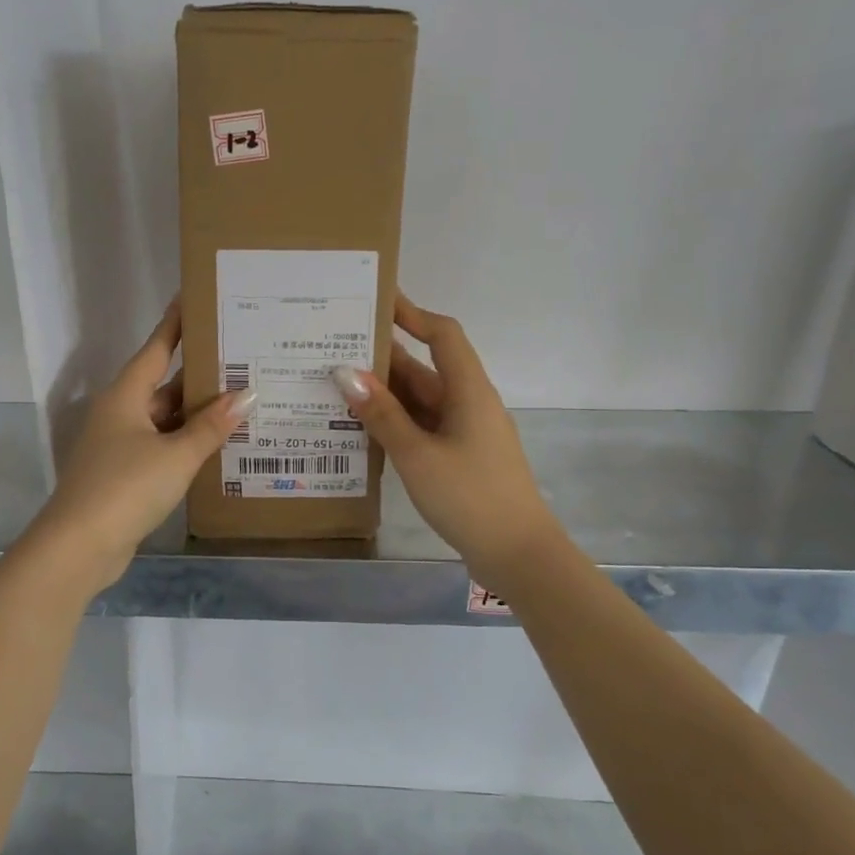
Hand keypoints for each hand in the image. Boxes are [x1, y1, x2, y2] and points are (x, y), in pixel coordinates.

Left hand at [30, 304, 255, 593]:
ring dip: (196, 414)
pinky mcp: (124, 474)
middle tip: (241, 358)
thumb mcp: (176, 455)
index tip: (196, 299)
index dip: (176, 324)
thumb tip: (247, 395)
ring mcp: (120, 445)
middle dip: (199, 374)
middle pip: (164, 385)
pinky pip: (162, 447)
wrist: (79, 546)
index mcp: (126, 396)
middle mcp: (120, 414)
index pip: (156, 348)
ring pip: (165, 419)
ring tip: (241, 400)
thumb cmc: (126, 487)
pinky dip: (187, 443)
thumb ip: (212, 426)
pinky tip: (216, 445)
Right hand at [332, 295, 560, 588]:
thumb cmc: (470, 497)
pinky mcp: (461, 458)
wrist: (518, 554)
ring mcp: (466, 432)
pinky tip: (362, 429)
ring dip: (386, 394)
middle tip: (336, 349)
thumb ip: (381, 414)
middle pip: (425, 368)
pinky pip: (423, 428)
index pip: (442, 335)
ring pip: (421, 401)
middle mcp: (469, 404)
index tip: (377, 300)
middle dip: (384, 357)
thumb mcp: (418, 455)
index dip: (412, 314)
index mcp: (468, 391)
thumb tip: (345, 373)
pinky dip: (396, 423)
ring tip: (336, 386)